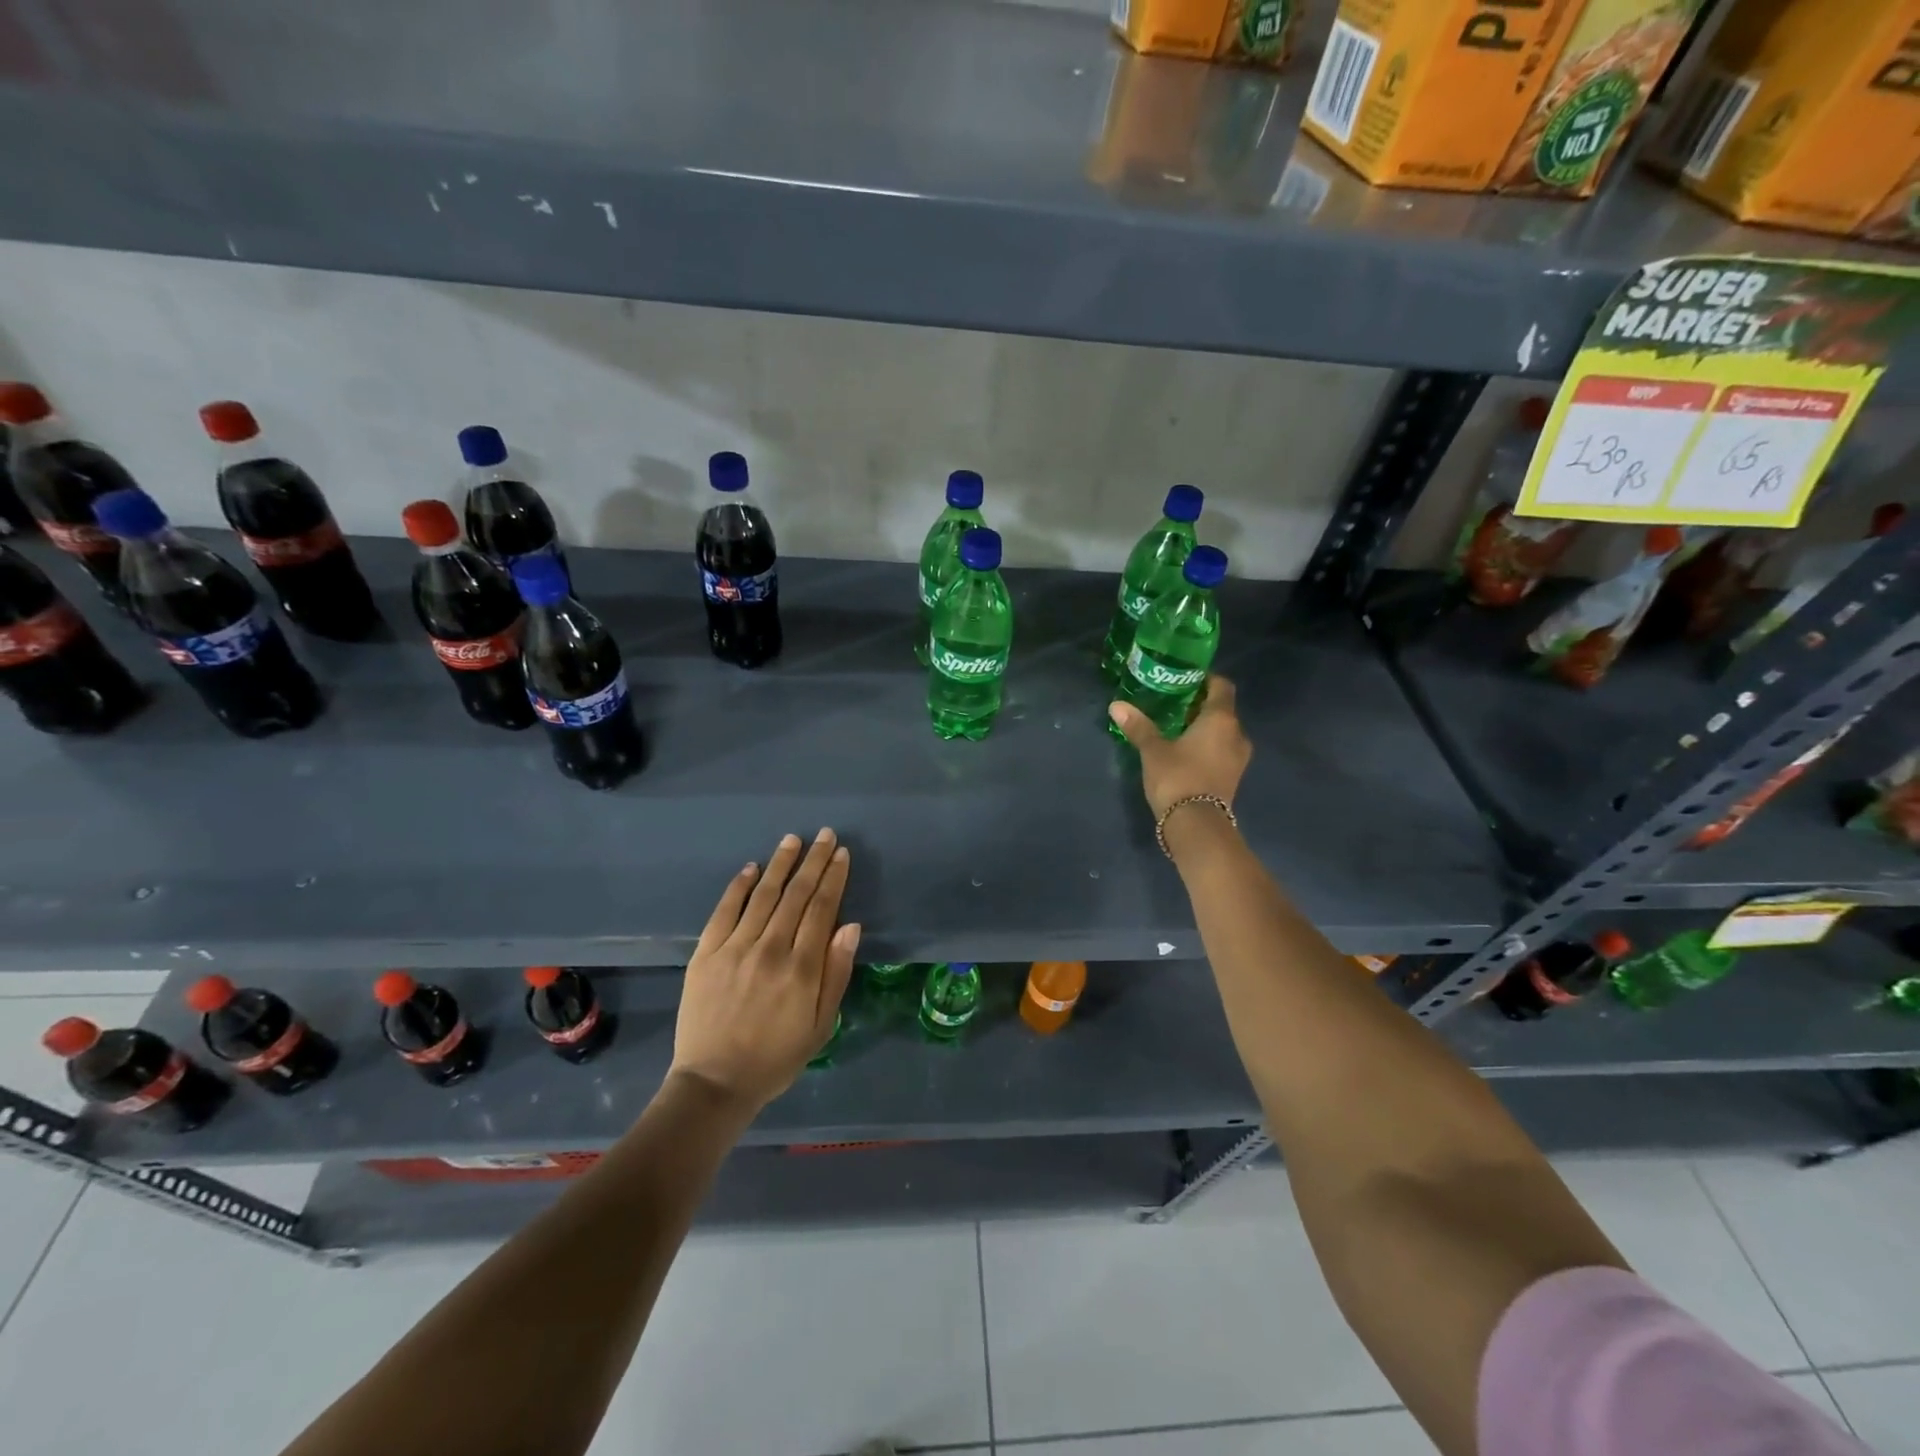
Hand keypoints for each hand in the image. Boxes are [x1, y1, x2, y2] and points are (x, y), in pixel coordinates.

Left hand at [669, 829, 859, 1114]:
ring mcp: (734, 948)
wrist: (714, 1083)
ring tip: (793, 840)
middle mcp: (770, 949)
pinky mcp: (706, 954)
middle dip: (813, 861)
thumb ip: (836, 973)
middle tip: (826, 835)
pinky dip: (739, 886)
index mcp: (802, 969)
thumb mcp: (821, 1025)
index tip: (842, 854)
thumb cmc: (777, 1058)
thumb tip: (851, 926)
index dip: (833, 878)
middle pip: (796, 895)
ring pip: (763, 895)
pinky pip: (724, 911)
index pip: (822, 909)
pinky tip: (752, 868)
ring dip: (780, 864)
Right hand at [1108, 674, 1251, 818]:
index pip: (1222, 686)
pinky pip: (1222, 751)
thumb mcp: (1153, 750)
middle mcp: (1237, 734)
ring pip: (1223, 732)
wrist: (1197, 825)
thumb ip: (1139, 726)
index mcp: (1221, 719)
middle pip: (1222, 710)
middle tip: (1172, 704)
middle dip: (1199, 706)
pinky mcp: (1233, 777)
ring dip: (1204, 728)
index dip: (1206, 679)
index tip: (1185, 679)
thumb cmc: (1178, 777)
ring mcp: (1239, 758)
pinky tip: (1185, 752)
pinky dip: (1207, 747)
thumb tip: (1117, 705)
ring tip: (1176, 729)